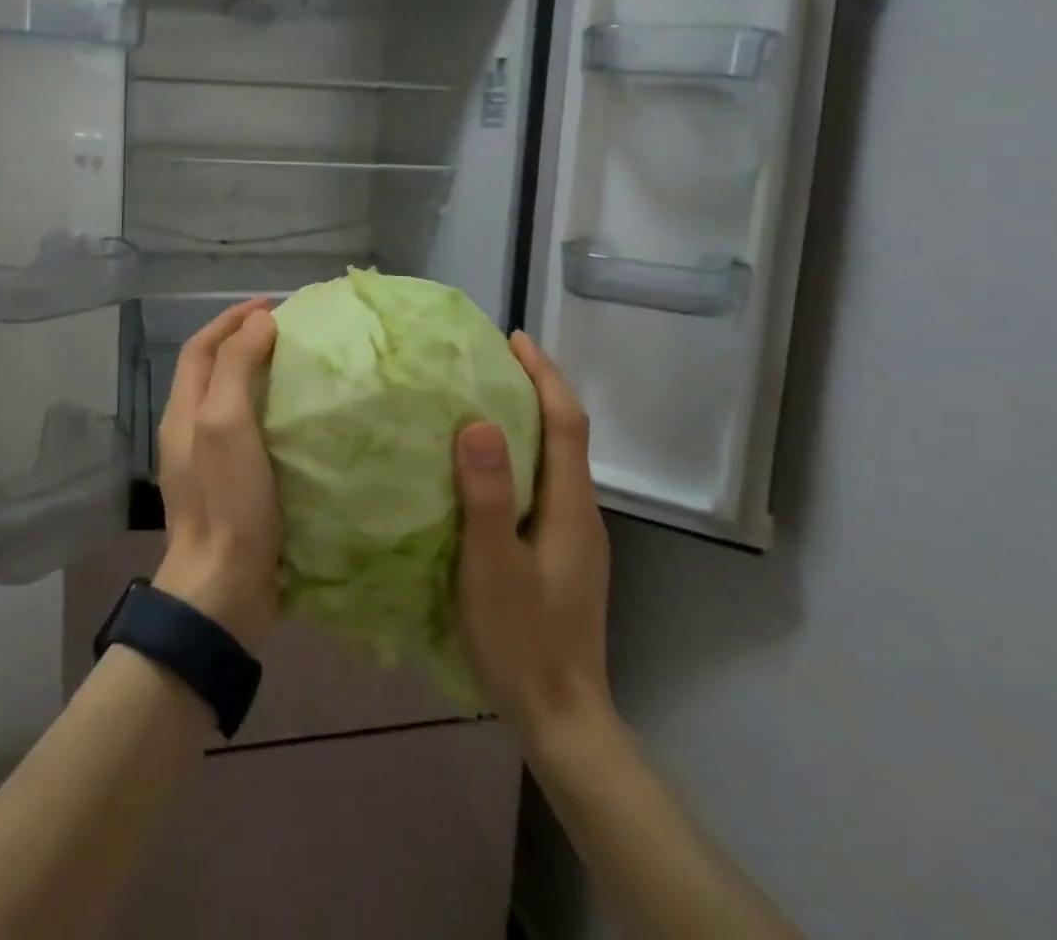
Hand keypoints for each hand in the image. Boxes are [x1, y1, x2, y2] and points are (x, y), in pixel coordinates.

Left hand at [152, 297, 281, 653]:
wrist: (223, 590)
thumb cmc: (226, 501)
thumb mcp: (226, 424)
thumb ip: (236, 367)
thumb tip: (260, 321)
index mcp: (183, 411)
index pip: (202, 347)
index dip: (231, 319)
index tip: (272, 305)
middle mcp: (190, 430)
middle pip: (213, 369)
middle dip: (245, 341)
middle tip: (290, 331)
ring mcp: (209, 461)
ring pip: (230, 399)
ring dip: (258, 373)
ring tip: (298, 364)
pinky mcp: (232, 486)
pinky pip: (248, 431)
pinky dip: (270, 410)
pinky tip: (299, 418)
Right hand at [453, 331, 615, 748]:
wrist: (562, 718)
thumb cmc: (523, 640)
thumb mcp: (493, 566)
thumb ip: (487, 496)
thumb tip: (476, 422)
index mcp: (570, 506)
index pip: (566, 422)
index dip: (544, 375)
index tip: (515, 339)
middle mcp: (581, 512)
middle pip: (565, 434)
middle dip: (536, 389)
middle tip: (490, 362)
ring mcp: (574, 536)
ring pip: (556, 460)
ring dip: (528, 421)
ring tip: (482, 401)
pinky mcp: (561, 555)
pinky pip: (544, 484)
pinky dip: (522, 456)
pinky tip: (488, 468)